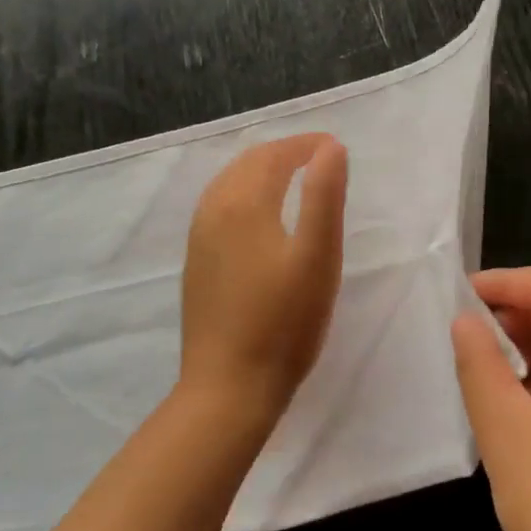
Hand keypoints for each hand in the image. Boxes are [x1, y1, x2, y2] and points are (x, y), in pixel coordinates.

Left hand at [179, 134, 348, 423]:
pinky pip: (218, 208)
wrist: (229, 385)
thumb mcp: (317, 256)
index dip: (305, 145)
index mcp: (243, 203)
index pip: (274, 155)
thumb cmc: (284, 322)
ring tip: (291, 178)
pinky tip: (258, 217)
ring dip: (260, 171)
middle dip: (282, 152)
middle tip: (317, 158)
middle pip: (247, 164)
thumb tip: (330, 148)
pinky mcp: (196, 264)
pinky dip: (243, 194)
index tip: (334, 147)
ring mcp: (199, 239)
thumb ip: (324, 196)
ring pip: (228, 184)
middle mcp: (213, 211)